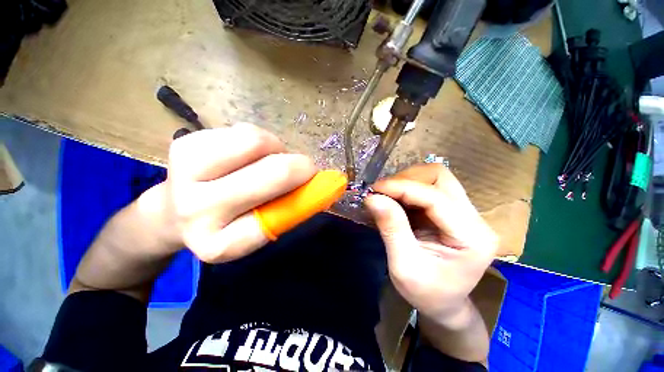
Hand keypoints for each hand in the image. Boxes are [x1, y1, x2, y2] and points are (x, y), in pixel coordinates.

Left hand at [139, 123, 316, 262]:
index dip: (308, 193)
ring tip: (267, 160)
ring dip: (276, 148)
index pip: (281, 214)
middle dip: (301, 166)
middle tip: (304, 167)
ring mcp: (184, 173)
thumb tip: (322, 185)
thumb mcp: (262, 228)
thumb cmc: (229, 221)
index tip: (316, 183)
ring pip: (257, 141)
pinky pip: (243, 130)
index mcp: (222, 244)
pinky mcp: (184, 144)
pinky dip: (257, 140)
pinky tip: (246, 153)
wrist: (175, 211)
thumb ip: (290, 208)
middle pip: (274, 172)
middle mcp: (198, 211)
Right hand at [365, 164, 497, 323]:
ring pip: (435, 178)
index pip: (435, 197)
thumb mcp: (403, 266)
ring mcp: (466, 213)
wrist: (444, 304)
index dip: (402, 187)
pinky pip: (429, 187)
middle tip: (382, 191)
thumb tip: (372, 198)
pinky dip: (408, 189)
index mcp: (471, 238)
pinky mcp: (453, 211)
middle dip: (407, 179)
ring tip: (387, 195)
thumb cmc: (426, 293)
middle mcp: (475, 219)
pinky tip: (395, 200)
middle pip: (441, 177)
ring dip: (407, 182)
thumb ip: (391, 228)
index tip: (374, 189)